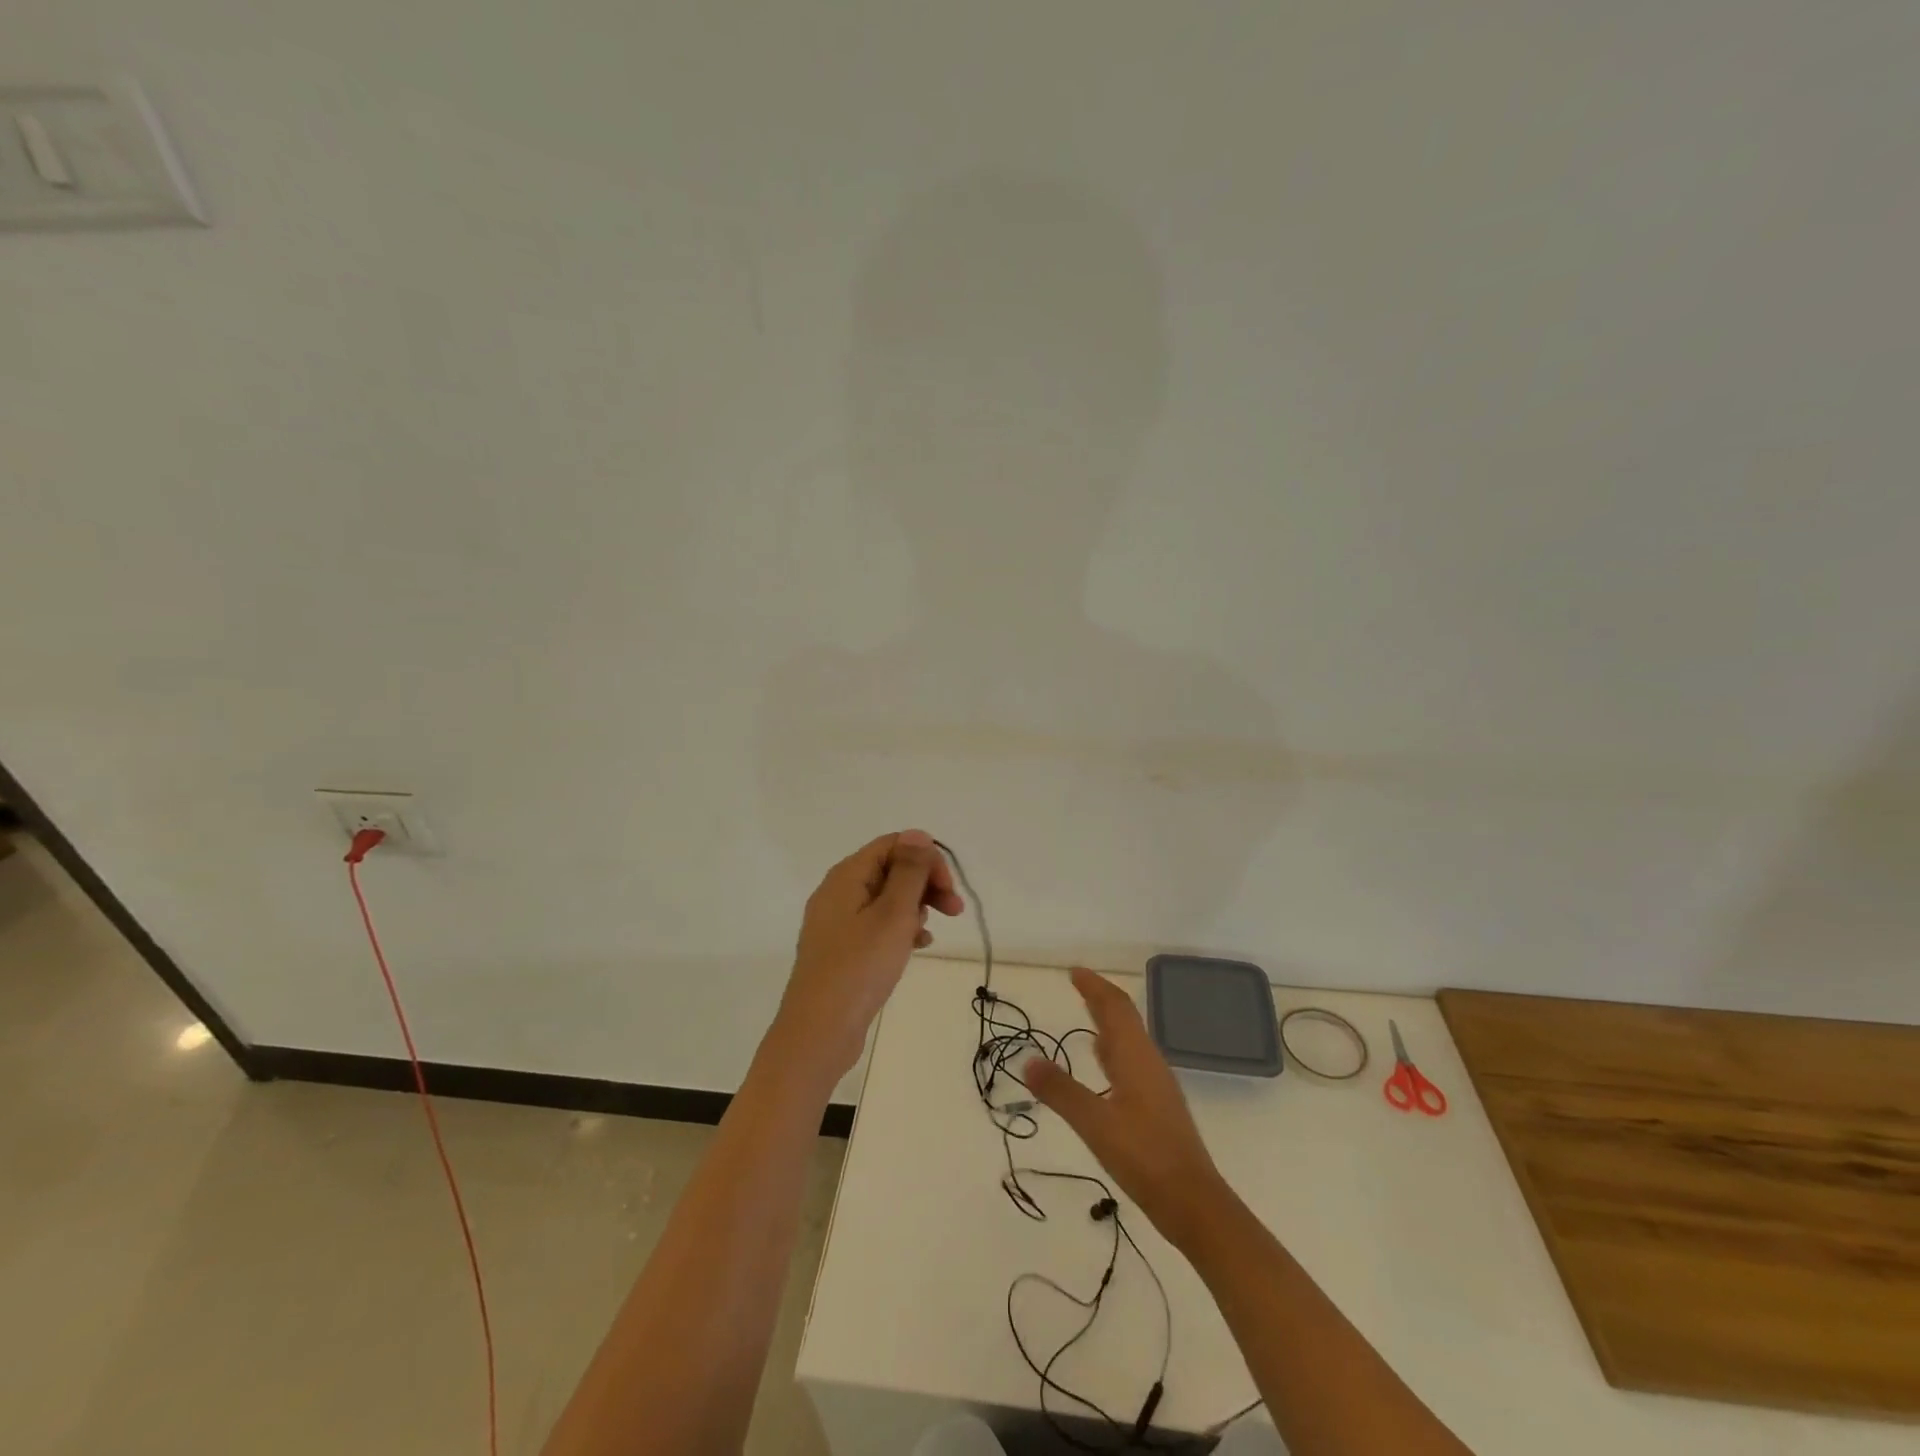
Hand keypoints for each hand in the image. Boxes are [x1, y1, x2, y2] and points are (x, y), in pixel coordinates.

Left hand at [771, 830, 963, 1082]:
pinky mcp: (842, 949)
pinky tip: (917, 948)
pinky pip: (877, 925)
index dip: (926, 859)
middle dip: (925, 884)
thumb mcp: (893, 914)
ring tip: (929, 934)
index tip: (948, 890)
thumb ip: (908, 871)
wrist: (818, 1032)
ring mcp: (838, 922)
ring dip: (915, 908)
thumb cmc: (859, 968)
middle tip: (954, 911)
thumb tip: (917, 834)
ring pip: (886, 899)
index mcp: (847, 876)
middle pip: (890, 869)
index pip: (893, 844)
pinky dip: (900, 930)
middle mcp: (838, 892)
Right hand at [1025, 967, 1227, 1245]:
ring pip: (1130, 1039)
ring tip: (1088, 1014)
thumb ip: (1061, 1091)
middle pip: (1125, 1018)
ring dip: (1109, 1021)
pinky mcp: (1157, 1106)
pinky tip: (1105, 1063)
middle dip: (1101, 998)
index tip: (1074, 971)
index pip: (1115, 1007)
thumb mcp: (1095, 1123)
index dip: (1095, 986)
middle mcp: (1148, 1062)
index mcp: (1136, 1057)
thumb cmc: (1145, 1157)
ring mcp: (1156, 1084)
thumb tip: (1027, 1060)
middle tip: (1077, 984)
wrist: (1194, 1203)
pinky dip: (1114, 1049)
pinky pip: (1132, 1060)